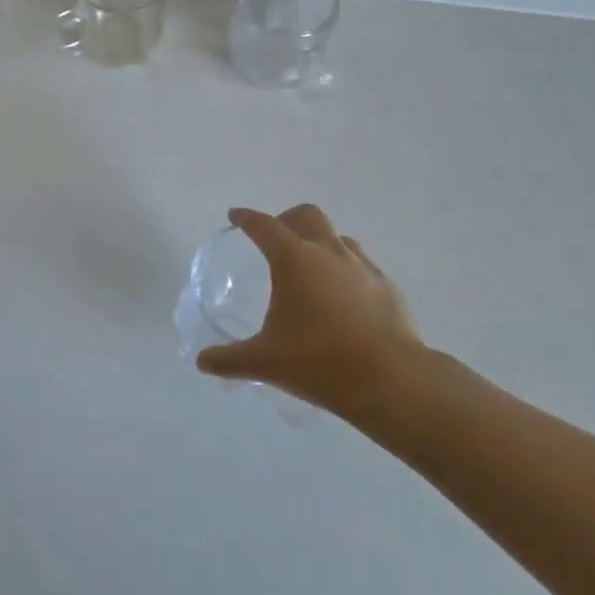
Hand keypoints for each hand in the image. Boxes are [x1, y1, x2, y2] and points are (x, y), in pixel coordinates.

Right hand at [198, 205, 423, 412]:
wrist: (392, 380)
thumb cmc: (320, 361)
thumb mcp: (266, 362)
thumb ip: (230, 359)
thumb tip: (202, 362)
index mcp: (294, 259)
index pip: (264, 225)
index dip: (247, 218)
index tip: (236, 216)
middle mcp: (328, 252)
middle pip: (306, 215)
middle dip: (287, 219)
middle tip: (275, 239)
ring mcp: (363, 267)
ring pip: (338, 237)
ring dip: (319, 242)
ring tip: (310, 268)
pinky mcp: (387, 287)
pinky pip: (361, 264)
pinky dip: (345, 269)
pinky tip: (343, 297)